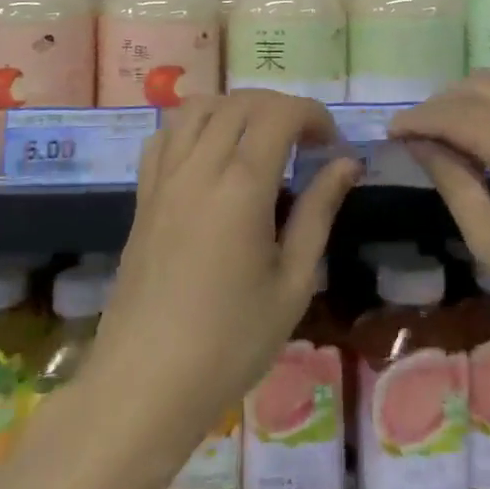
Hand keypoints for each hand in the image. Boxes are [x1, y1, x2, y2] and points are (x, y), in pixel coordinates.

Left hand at [88, 90, 360, 446]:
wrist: (145, 385)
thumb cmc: (230, 342)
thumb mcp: (292, 282)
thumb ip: (318, 212)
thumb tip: (346, 164)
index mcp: (242, 186)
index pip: (279, 114)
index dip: (312, 114)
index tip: (331, 143)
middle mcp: (199, 167)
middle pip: (240, 102)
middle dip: (280, 108)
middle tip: (305, 142)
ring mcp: (164, 179)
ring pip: (197, 107)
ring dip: (235, 108)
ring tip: (258, 140)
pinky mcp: (142, 197)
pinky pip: (164, 136)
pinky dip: (192, 126)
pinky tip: (209, 155)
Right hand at [390, 72, 489, 376]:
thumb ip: (453, 180)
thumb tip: (420, 144)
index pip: (457, 112)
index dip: (418, 118)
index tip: (388, 132)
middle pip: (484, 85)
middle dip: (444, 102)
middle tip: (415, 135)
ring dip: (474, 102)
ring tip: (446, 136)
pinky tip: (489, 143)